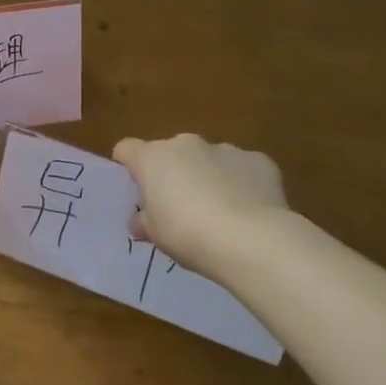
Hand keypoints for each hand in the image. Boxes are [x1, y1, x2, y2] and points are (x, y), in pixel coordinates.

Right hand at [112, 134, 288, 278]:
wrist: (250, 240)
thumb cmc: (188, 234)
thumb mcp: (156, 235)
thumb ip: (145, 221)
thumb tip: (140, 220)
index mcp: (153, 158)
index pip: (127, 149)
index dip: (129, 166)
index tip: (136, 190)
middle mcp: (186, 144)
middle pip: (170, 152)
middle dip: (173, 173)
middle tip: (179, 207)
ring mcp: (224, 149)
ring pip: (208, 159)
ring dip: (208, 176)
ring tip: (220, 213)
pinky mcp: (258, 160)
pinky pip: (243, 169)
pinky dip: (242, 184)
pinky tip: (250, 212)